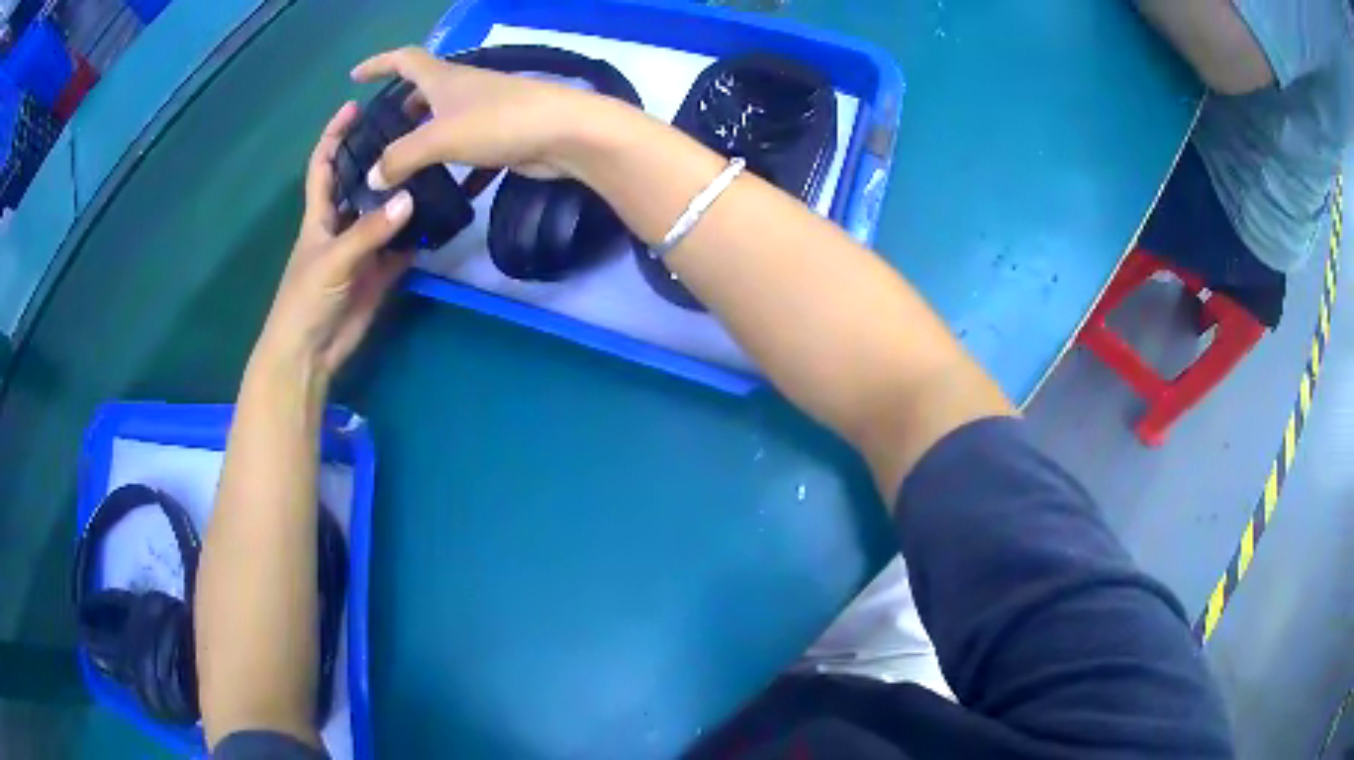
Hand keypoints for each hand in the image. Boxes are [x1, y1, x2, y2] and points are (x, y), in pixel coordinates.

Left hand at [254, 102, 414, 383]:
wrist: (311, 351)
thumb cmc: (305, 299)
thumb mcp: (333, 260)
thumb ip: (370, 231)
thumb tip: (410, 199)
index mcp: (320, 214)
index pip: (324, 165)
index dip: (334, 135)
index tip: (354, 106)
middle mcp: (343, 224)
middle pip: (362, 181)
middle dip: (381, 157)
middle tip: (413, 132)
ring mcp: (363, 249)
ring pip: (386, 213)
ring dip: (406, 195)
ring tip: (435, 167)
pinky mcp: (380, 273)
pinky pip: (403, 248)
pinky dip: (418, 236)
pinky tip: (440, 219)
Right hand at [350, 46, 619, 189]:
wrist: (566, 133)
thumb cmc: (498, 122)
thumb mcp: (439, 138)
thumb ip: (401, 158)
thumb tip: (372, 179)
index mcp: (443, 78)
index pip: (403, 60)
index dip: (377, 64)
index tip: (355, 76)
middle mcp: (463, 89)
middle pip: (424, 91)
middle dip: (400, 108)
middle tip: (380, 135)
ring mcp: (485, 111)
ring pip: (445, 122)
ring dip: (424, 140)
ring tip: (404, 169)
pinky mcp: (502, 135)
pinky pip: (467, 149)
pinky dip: (454, 166)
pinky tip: (447, 193)